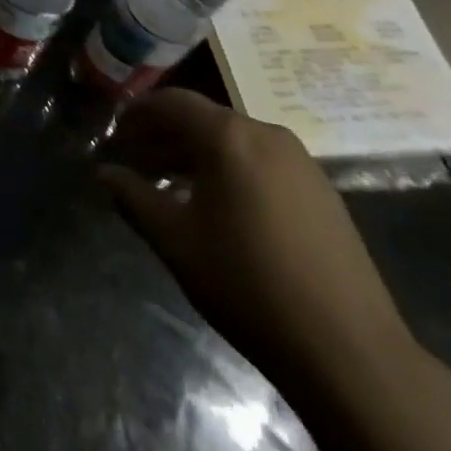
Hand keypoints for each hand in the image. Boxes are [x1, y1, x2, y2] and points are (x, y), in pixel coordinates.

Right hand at [99, 90, 419, 396]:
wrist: (346, 347)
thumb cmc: (246, 284)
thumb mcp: (175, 241)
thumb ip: (134, 198)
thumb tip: (104, 173)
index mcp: (229, 137)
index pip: (173, 102)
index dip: (139, 113)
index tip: (116, 134)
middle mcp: (267, 134)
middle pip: (205, 119)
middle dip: (165, 135)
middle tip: (136, 162)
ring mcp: (301, 161)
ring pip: (235, 141)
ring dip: (197, 153)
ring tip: (171, 186)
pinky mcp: (322, 190)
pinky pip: (262, 161)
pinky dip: (230, 169)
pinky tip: (218, 207)